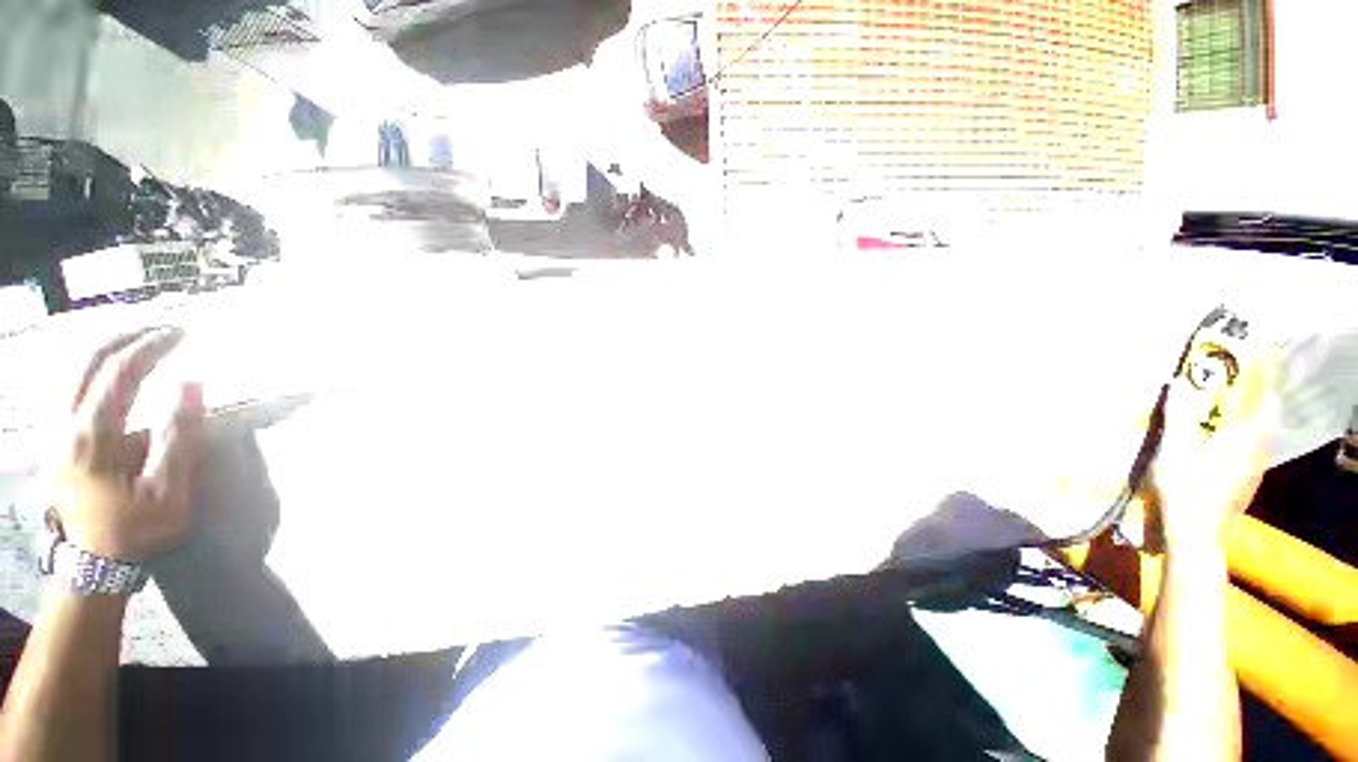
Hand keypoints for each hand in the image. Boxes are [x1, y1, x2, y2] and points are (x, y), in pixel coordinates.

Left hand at [51, 328, 204, 562]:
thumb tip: (192, 384)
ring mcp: (55, 431)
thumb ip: (179, 437)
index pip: (120, 372)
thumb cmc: (135, 529)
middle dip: (125, 336)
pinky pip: (70, 387)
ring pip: (73, 371)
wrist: (92, 564)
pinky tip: (112, 368)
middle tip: (160, 327)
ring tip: (140, 339)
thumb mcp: (168, 492)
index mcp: (93, 437)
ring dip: (107, 348)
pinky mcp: (56, 439)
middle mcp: (65, 424)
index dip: (151, 346)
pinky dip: (94, 368)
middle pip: (88, 361)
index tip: (181, 333)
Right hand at [1151, 371, 1278, 552]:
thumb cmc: (1185, 485)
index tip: (1247, 381)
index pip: (1266, 406)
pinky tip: (1219, 460)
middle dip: (1249, 413)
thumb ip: (1178, 415)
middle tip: (1229, 403)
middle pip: (1263, 427)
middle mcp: (1258, 455)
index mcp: (1247, 439)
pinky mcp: (1243, 492)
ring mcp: (1253, 477)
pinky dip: (1237, 455)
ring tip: (1221, 429)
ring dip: (1243, 436)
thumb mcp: (1174, 447)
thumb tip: (1178, 382)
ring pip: (1256, 447)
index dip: (1259, 392)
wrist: (1193, 534)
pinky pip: (1247, 464)